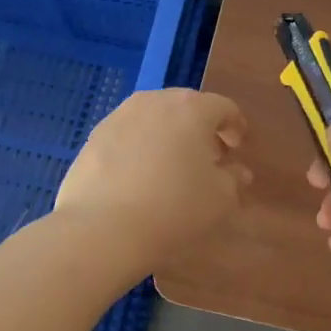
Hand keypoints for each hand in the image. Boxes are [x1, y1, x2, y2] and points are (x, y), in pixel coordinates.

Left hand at [57, 89, 250, 265]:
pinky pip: (127, 135)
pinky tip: (140, 176)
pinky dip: (140, 147)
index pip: (223, 107)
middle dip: (200, 128)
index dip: (234, 126)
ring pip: (153, 118)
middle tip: (208, 156)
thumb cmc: (174, 208)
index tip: (237, 146)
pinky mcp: (93, 137)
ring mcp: (119, 116)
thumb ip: (233, 179)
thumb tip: (236, 171)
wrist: (102, 229)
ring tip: (172, 166)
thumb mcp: (220, 199)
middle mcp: (155, 101)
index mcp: (192, 108)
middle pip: (186, 107)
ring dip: (168, 135)